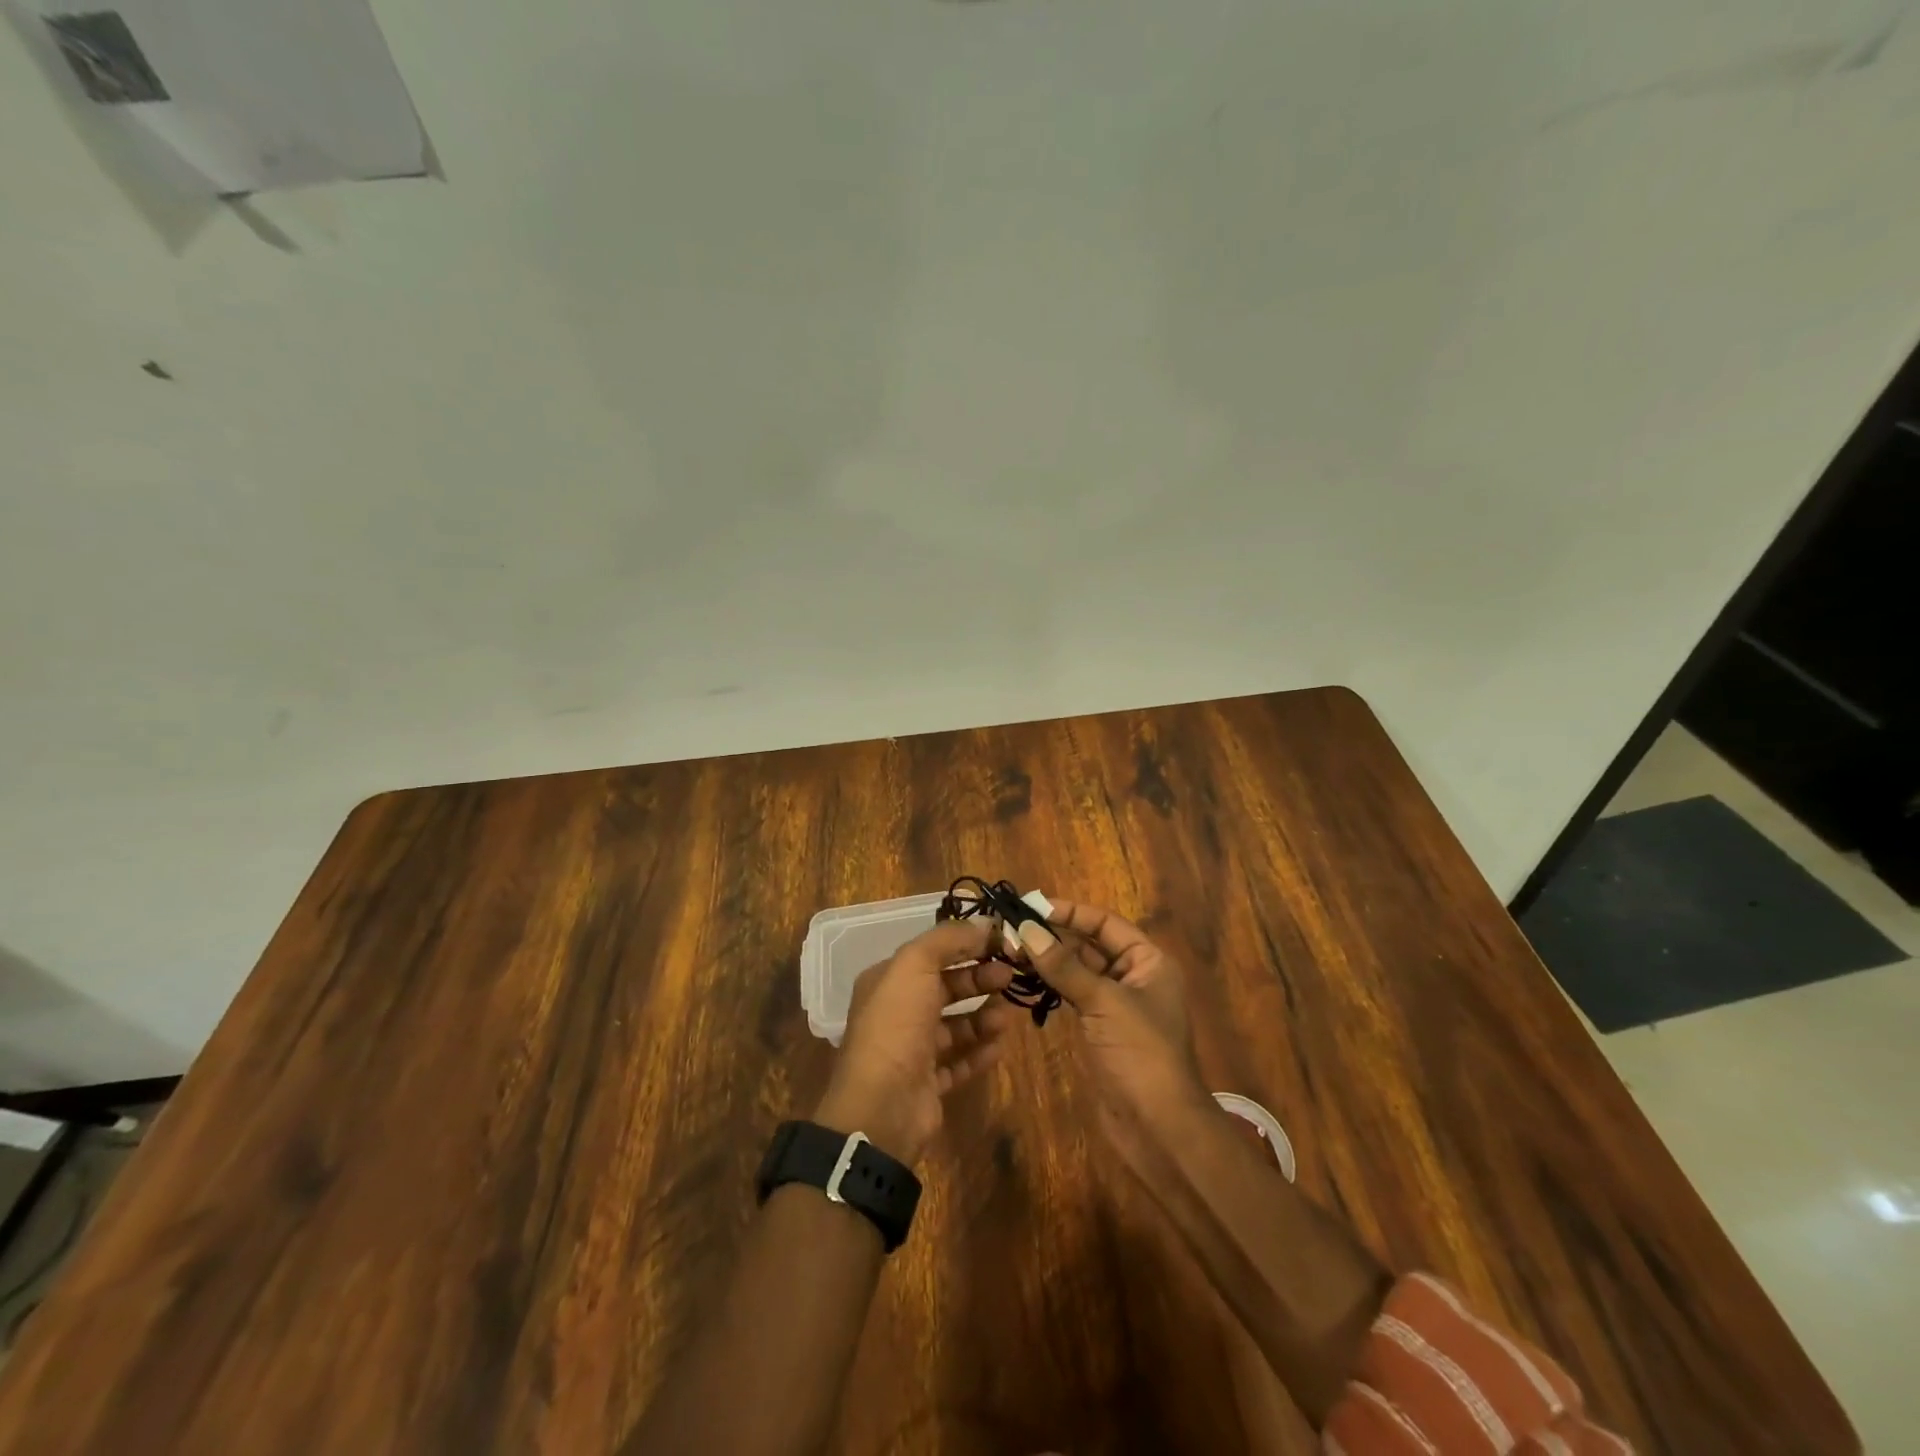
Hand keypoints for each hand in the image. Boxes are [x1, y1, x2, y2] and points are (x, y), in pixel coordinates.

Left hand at [814, 918, 1018, 1165]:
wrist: (882, 1107)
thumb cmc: (896, 1025)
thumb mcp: (915, 965)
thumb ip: (948, 939)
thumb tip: (984, 925)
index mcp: (887, 981)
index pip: (932, 953)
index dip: (966, 945)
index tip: (1002, 943)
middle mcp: (897, 1012)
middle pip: (946, 987)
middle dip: (979, 979)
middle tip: (1010, 976)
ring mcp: (912, 1051)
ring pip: (955, 1025)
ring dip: (983, 1017)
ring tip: (1006, 1016)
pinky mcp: (928, 1085)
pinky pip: (960, 1062)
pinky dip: (980, 1052)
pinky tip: (1000, 1045)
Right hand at [1014, 900, 1212, 1156]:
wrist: (1157, 1127)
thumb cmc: (1140, 1053)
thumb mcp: (1103, 1002)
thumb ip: (1064, 965)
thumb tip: (1026, 929)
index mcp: (1148, 961)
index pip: (1104, 923)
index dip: (1070, 912)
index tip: (1031, 907)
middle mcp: (1134, 975)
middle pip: (1090, 944)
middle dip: (1053, 936)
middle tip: (1011, 930)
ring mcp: (1116, 1003)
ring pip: (1078, 969)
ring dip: (1048, 959)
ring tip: (1010, 949)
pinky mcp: (1100, 1027)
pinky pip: (1073, 994)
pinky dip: (1051, 984)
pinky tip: (1025, 977)